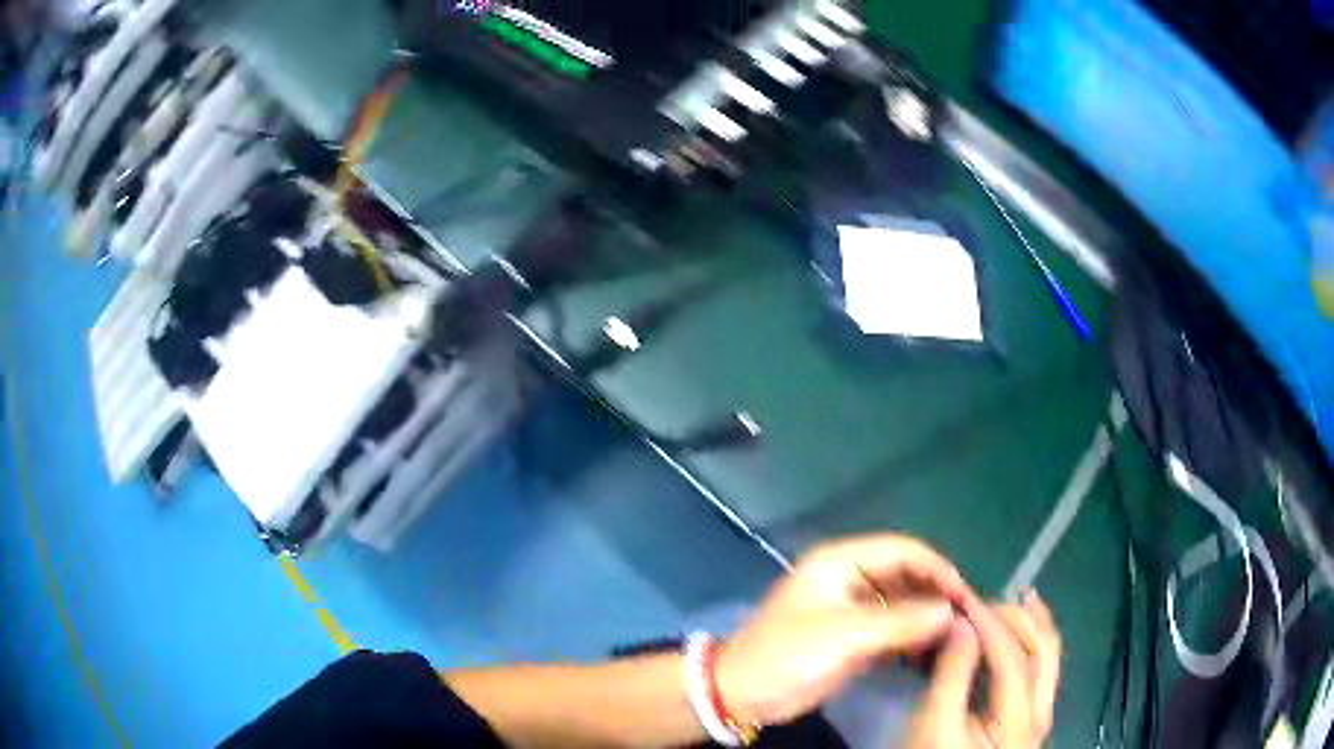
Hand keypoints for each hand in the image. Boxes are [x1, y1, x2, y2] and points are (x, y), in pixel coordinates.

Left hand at [716, 534, 978, 727]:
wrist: (743, 693)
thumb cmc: (786, 654)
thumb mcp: (844, 635)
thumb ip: (899, 622)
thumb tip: (949, 611)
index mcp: (841, 563)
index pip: (902, 550)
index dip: (936, 567)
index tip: (963, 594)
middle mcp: (851, 579)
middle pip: (906, 575)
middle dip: (935, 593)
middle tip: (966, 617)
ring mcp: (853, 610)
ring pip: (902, 603)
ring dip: (926, 616)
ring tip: (956, 635)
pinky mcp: (853, 638)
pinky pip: (892, 629)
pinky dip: (912, 637)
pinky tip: (932, 650)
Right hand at [907, 592, 1062, 747]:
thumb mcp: (934, 727)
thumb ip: (951, 676)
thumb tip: (962, 624)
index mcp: (1020, 720)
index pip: (1014, 657)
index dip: (990, 624)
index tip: (962, 600)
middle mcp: (1042, 712)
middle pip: (1045, 649)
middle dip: (1016, 618)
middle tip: (981, 603)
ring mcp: (1041, 713)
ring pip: (1049, 655)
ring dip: (1029, 623)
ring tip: (1005, 602)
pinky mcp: (1031, 715)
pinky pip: (1041, 667)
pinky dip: (1029, 640)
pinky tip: (1017, 628)